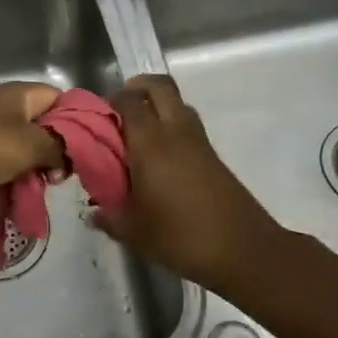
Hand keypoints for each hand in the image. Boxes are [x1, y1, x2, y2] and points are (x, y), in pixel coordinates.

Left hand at [0, 82, 65, 201]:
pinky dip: (5, 177)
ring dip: (28, 170)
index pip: (62, 100)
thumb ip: (58, 148)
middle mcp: (2, 104)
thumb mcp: (29, 146)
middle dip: (51, 154)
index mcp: (20, 94)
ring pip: (18, 147)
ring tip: (32, 193)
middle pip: (41, 126)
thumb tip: (67, 157)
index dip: (77, 125)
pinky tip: (9, 198)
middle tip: (55, 180)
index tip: (81, 154)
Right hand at [92, 74, 281, 292]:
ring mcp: (199, 142)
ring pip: (177, 103)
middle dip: (137, 88)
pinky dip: (171, 127)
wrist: (243, 250)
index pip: (128, 101)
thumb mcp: (134, 232)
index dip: (110, 102)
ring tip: (137, 135)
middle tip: (119, 112)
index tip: (96, 119)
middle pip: (159, 86)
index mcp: (151, 143)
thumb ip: (110, 218)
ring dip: (156, 107)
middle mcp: (175, 132)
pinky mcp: (213, 156)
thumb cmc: (181, 236)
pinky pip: (187, 125)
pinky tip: (159, 160)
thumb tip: (94, 213)